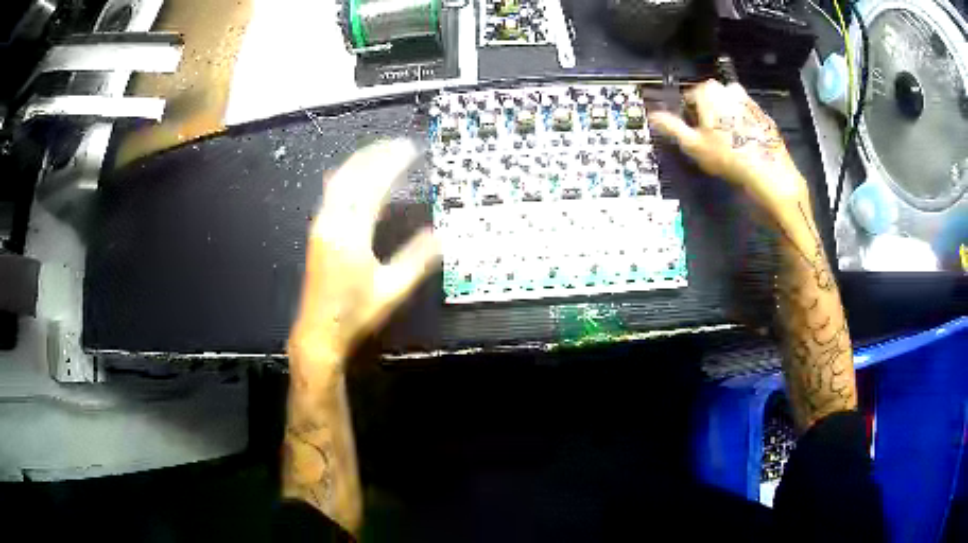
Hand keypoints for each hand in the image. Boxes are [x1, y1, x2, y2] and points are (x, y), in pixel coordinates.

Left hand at [288, 139, 440, 383]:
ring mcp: (321, 225)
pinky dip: (348, 176)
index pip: (373, 185)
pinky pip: (332, 192)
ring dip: (360, 162)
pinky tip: (358, 176)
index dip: (392, 163)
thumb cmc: (356, 314)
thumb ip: (417, 259)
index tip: (411, 149)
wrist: (319, 332)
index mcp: (351, 234)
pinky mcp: (317, 232)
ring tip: (382, 153)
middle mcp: (332, 222)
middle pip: (352, 174)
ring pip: (338, 180)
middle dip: (375, 153)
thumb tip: (442, 234)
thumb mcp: (392, 290)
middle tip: (399, 144)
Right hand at [649, 80, 808, 224]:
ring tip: (728, 146)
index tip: (694, 135)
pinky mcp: (764, 115)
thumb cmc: (727, 155)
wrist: (768, 171)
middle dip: (708, 117)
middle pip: (711, 101)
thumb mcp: (693, 144)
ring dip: (726, 121)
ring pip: (729, 109)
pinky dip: (743, 128)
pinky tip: (744, 147)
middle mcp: (729, 88)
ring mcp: (749, 100)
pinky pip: (746, 118)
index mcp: (708, 90)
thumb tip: (652, 116)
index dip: (689, 117)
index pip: (689, 98)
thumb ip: (671, 126)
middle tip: (711, 142)